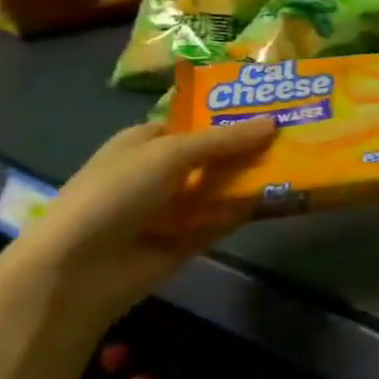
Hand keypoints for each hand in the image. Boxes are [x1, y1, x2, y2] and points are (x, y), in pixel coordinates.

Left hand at [10, 117, 276, 318]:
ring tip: (300, 162)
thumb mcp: (170, 153)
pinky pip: (222, 220)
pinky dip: (245, 211)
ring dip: (251, 178)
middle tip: (297, 134)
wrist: (78, 271)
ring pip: (221, 187)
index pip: (195, 121)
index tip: (273, 107)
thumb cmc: (116, 194)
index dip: (230, 115)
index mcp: (146, 141)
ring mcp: (173, 208)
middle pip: (213, 155)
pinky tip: (279, 198)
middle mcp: (160, 172)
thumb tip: (274, 122)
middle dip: (248, 147)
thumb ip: (224, 140)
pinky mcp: (186, 241)